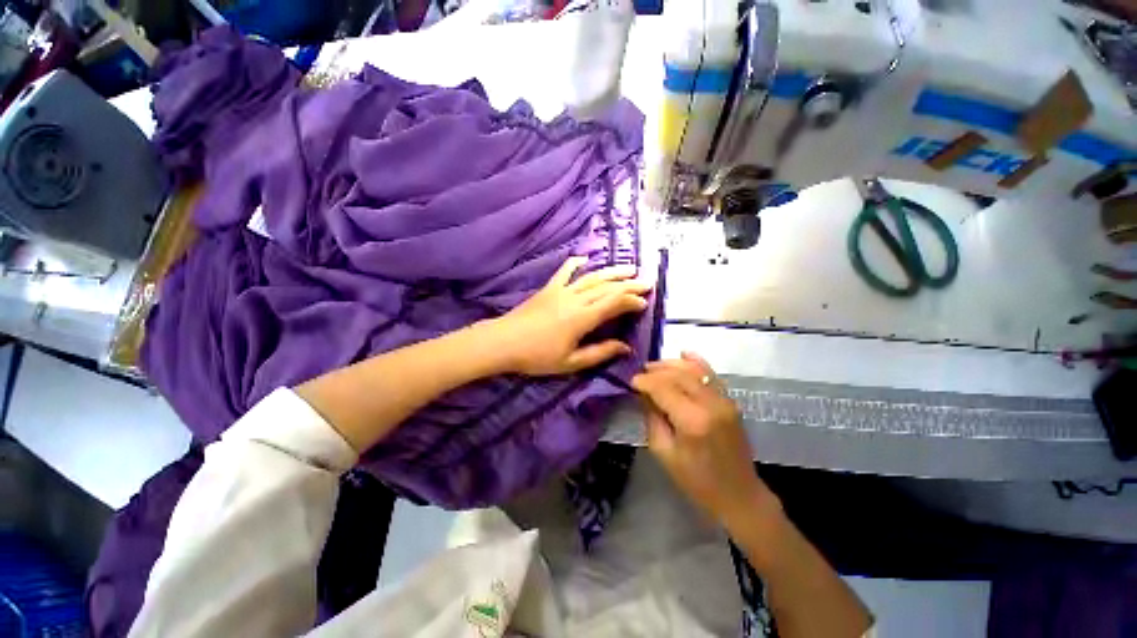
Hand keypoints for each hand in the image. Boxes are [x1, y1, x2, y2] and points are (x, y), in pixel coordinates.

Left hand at [487, 256, 651, 375]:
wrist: (503, 342)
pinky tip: (585, 259)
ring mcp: (561, 290)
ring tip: (628, 268)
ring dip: (611, 272)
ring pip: (591, 277)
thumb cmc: (537, 357)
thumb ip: (600, 353)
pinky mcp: (548, 288)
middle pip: (607, 287)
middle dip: (629, 284)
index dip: (631, 300)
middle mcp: (575, 299)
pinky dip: (575, 263)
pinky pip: (564, 271)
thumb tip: (625, 347)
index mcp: (582, 318)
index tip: (645, 301)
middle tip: (647, 281)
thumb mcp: (571, 362)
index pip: (614, 303)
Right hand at [632, 352, 776, 526]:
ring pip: (694, 370)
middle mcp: (710, 404)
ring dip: (672, 364)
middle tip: (640, 373)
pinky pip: (711, 374)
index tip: (631, 381)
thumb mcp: (664, 452)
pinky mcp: (730, 401)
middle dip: (656, 370)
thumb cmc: (696, 481)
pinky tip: (684, 353)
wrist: (739, 494)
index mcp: (692, 420)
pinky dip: (696, 362)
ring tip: (654, 366)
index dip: (644, 381)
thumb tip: (643, 393)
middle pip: (678, 375)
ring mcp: (724, 400)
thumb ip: (652, 417)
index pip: (663, 388)